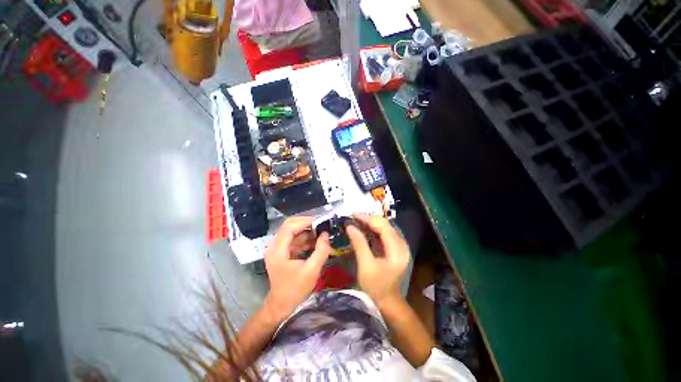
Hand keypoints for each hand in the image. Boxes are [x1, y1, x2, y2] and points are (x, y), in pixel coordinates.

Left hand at [263, 216, 331, 322]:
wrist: (281, 305)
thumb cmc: (295, 289)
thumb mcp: (312, 271)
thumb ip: (321, 251)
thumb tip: (325, 234)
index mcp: (277, 250)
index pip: (289, 227)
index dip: (304, 221)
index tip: (320, 222)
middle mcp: (274, 246)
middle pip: (289, 225)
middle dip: (306, 223)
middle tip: (321, 225)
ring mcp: (277, 248)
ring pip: (292, 231)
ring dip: (306, 231)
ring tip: (321, 234)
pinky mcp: (281, 251)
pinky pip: (293, 239)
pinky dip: (304, 238)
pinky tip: (315, 243)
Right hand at [346, 214, 409, 306]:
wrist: (387, 301)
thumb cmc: (376, 286)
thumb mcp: (365, 266)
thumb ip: (359, 244)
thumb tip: (350, 226)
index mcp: (396, 250)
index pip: (383, 227)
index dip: (368, 219)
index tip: (353, 215)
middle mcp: (401, 245)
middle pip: (385, 225)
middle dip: (369, 219)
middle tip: (353, 217)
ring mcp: (400, 246)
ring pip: (385, 227)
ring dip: (371, 223)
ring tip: (356, 221)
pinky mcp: (395, 248)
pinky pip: (384, 233)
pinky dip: (373, 230)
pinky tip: (364, 229)